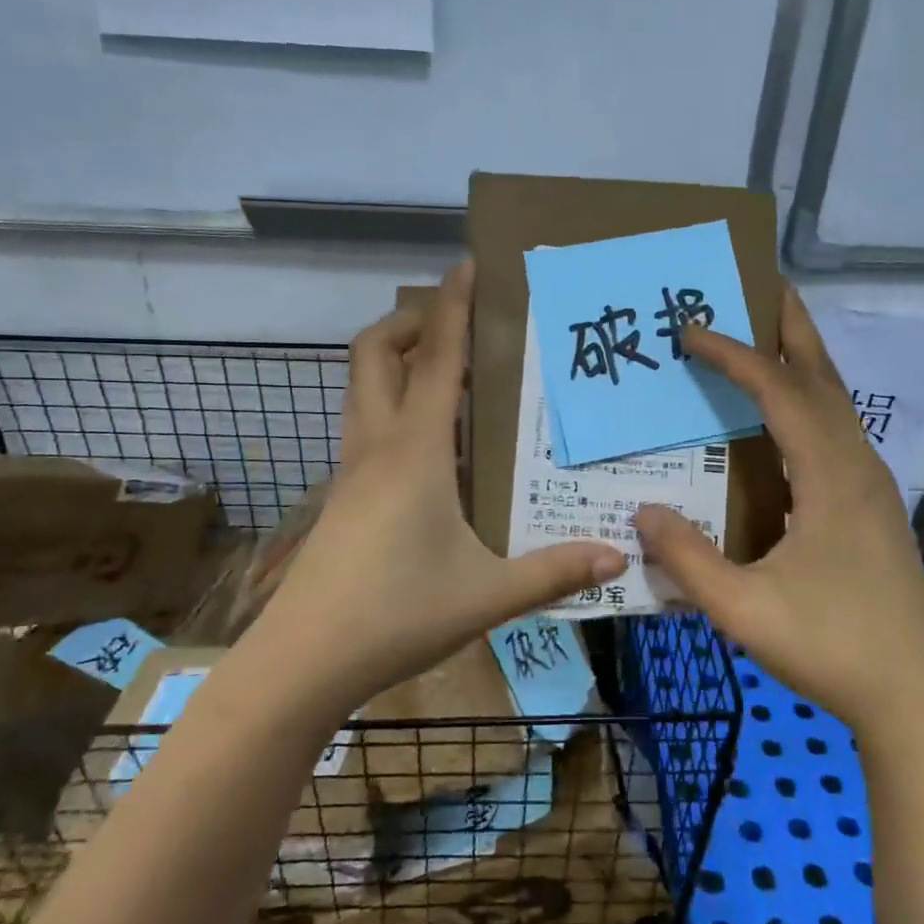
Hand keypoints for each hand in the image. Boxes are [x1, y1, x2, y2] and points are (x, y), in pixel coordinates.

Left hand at [257, 261, 624, 707]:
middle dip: (409, 322)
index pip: (435, 358)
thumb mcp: (487, 595)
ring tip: (447, 376)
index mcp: (415, 451)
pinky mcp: (341, 497)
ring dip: (395, 361)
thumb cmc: (397, 614)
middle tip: (454, 326)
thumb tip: (618, 555)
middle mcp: (376, 446)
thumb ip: (554, 572)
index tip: (465, 263)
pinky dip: (391, 406)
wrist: (304, 660)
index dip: (451, 305)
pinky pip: (365, 427)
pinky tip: (429, 448)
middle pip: (374, 353)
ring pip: (361, 388)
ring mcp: (350, 471)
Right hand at [634, 288, 923, 725]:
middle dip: (793, 329)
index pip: (780, 394)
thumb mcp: (742, 610)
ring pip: (838, 405)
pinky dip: (812, 403)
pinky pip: (840, 433)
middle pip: (825, 379)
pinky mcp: (874, 508)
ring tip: (770, 338)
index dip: (736, 356)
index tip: (692, 330)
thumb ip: (688, 559)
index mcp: (831, 478)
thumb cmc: (829, 649)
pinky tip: (789, 419)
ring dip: (805, 364)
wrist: (913, 696)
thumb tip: (643, 511)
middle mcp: (858, 467)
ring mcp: (874, 487)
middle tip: (762, 287)